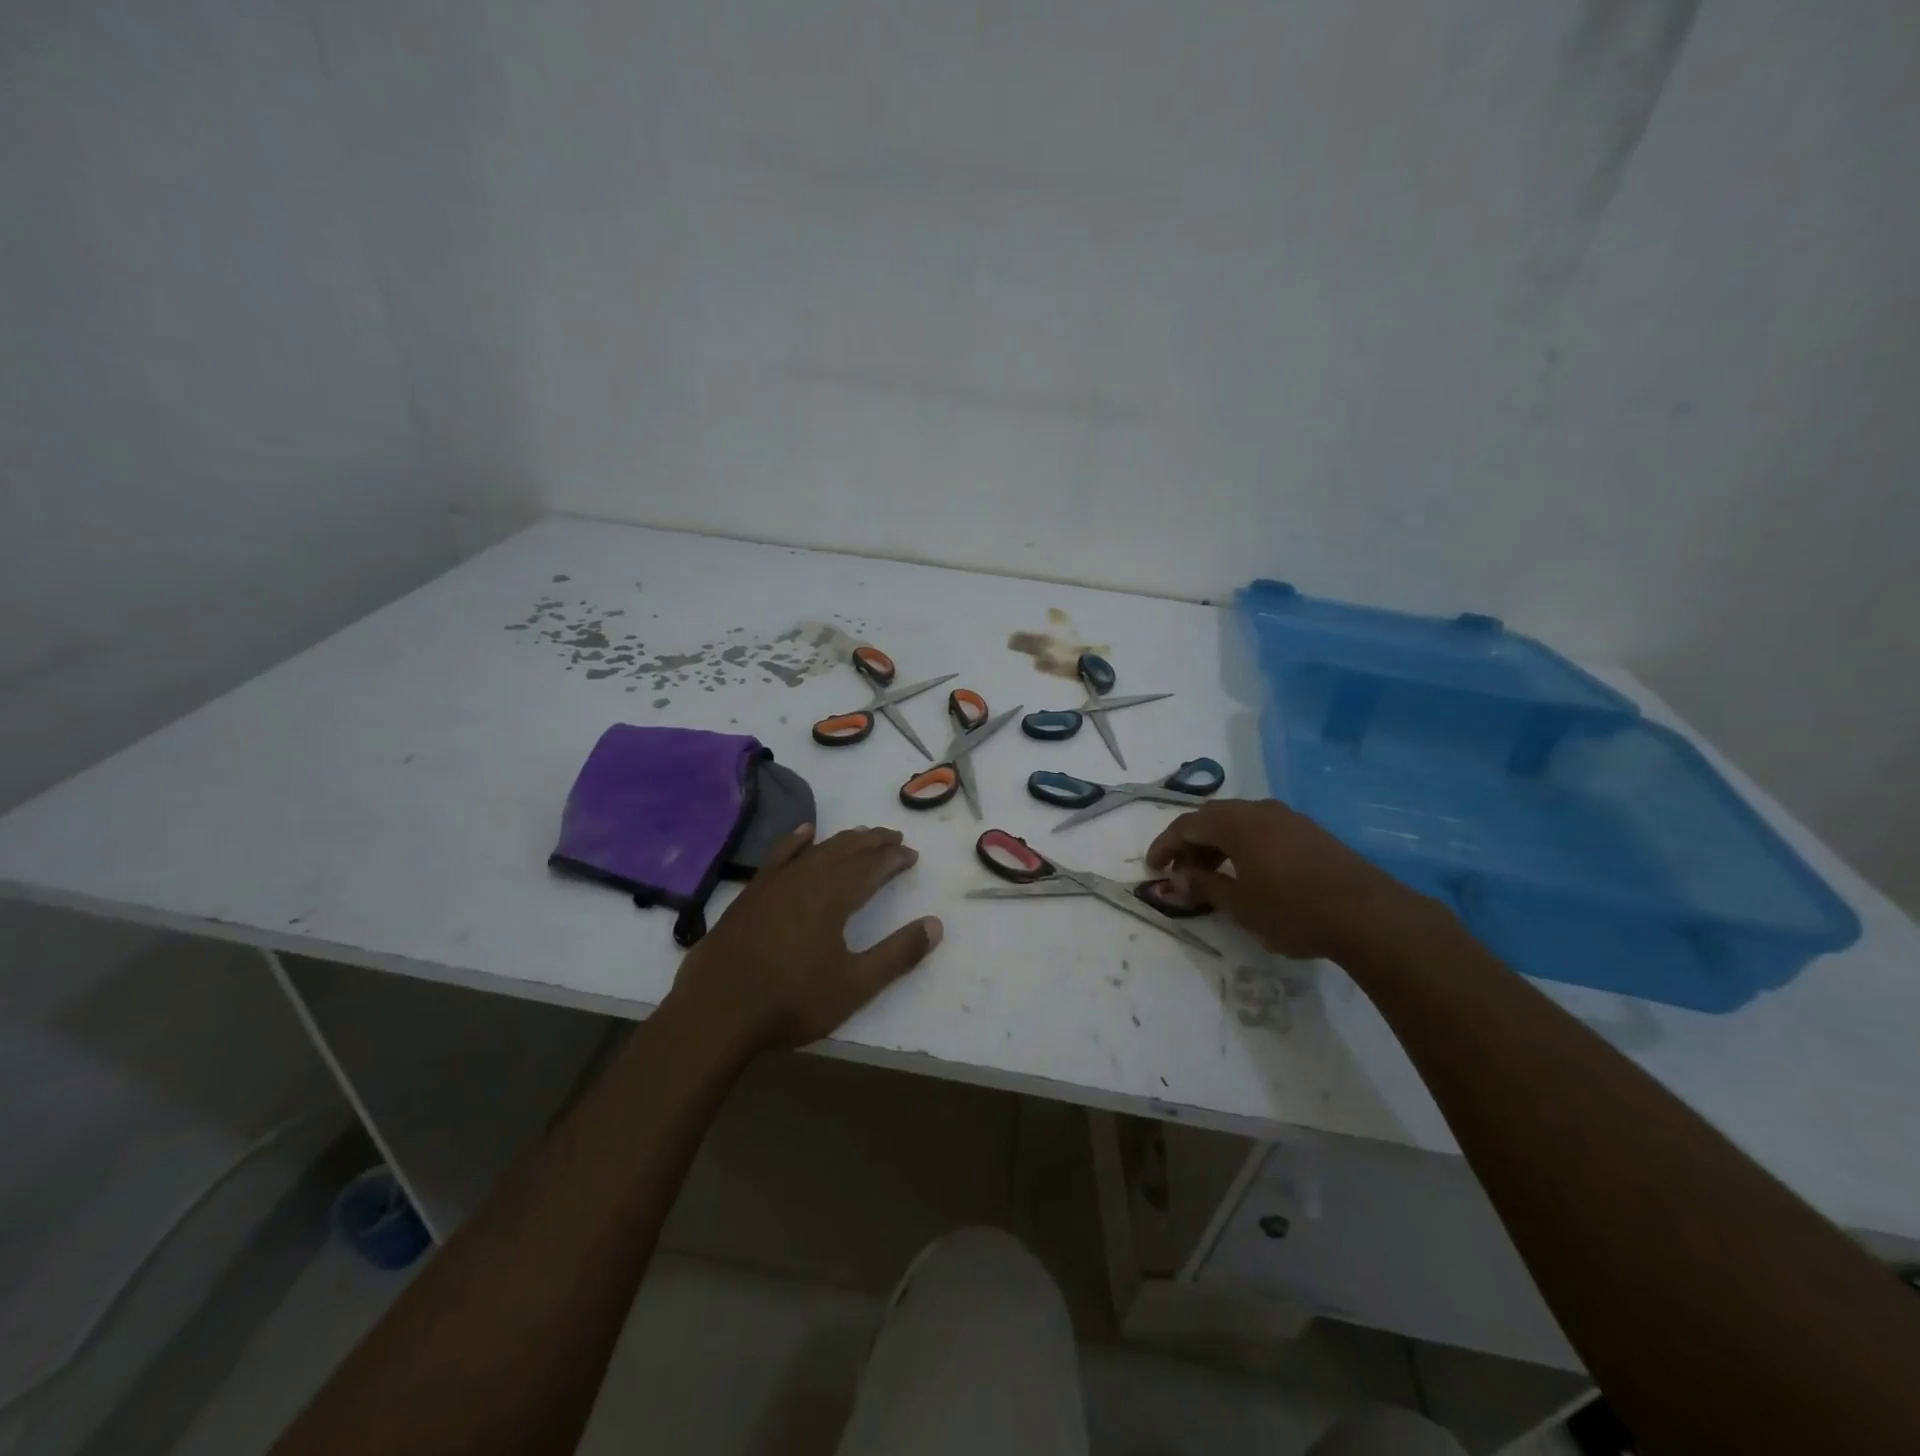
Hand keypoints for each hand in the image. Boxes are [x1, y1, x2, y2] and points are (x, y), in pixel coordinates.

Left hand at [664, 824, 940, 1052]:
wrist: (716, 1011)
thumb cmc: (791, 1001)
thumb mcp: (854, 985)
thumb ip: (897, 955)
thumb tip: (935, 925)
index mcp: (833, 896)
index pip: (872, 867)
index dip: (894, 859)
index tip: (912, 855)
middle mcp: (806, 878)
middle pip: (846, 850)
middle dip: (873, 842)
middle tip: (894, 837)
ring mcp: (774, 883)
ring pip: (816, 849)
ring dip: (842, 840)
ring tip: (862, 834)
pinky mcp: (751, 893)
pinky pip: (778, 855)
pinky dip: (795, 841)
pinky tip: (804, 832)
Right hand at [1145, 799, 1426, 960]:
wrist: (1369, 914)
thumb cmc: (1293, 909)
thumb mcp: (1240, 905)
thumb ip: (1204, 887)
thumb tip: (1177, 880)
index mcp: (1236, 822)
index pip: (1186, 825)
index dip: (1165, 845)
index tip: (1152, 868)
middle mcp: (1259, 810)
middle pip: (1212, 818)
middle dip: (1190, 844)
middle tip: (1181, 873)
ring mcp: (1288, 818)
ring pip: (1238, 822)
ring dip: (1217, 845)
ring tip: (1212, 877)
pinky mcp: (1309, 832)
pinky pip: (1262, 829)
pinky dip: (1243, 846)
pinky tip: (1248, 873)